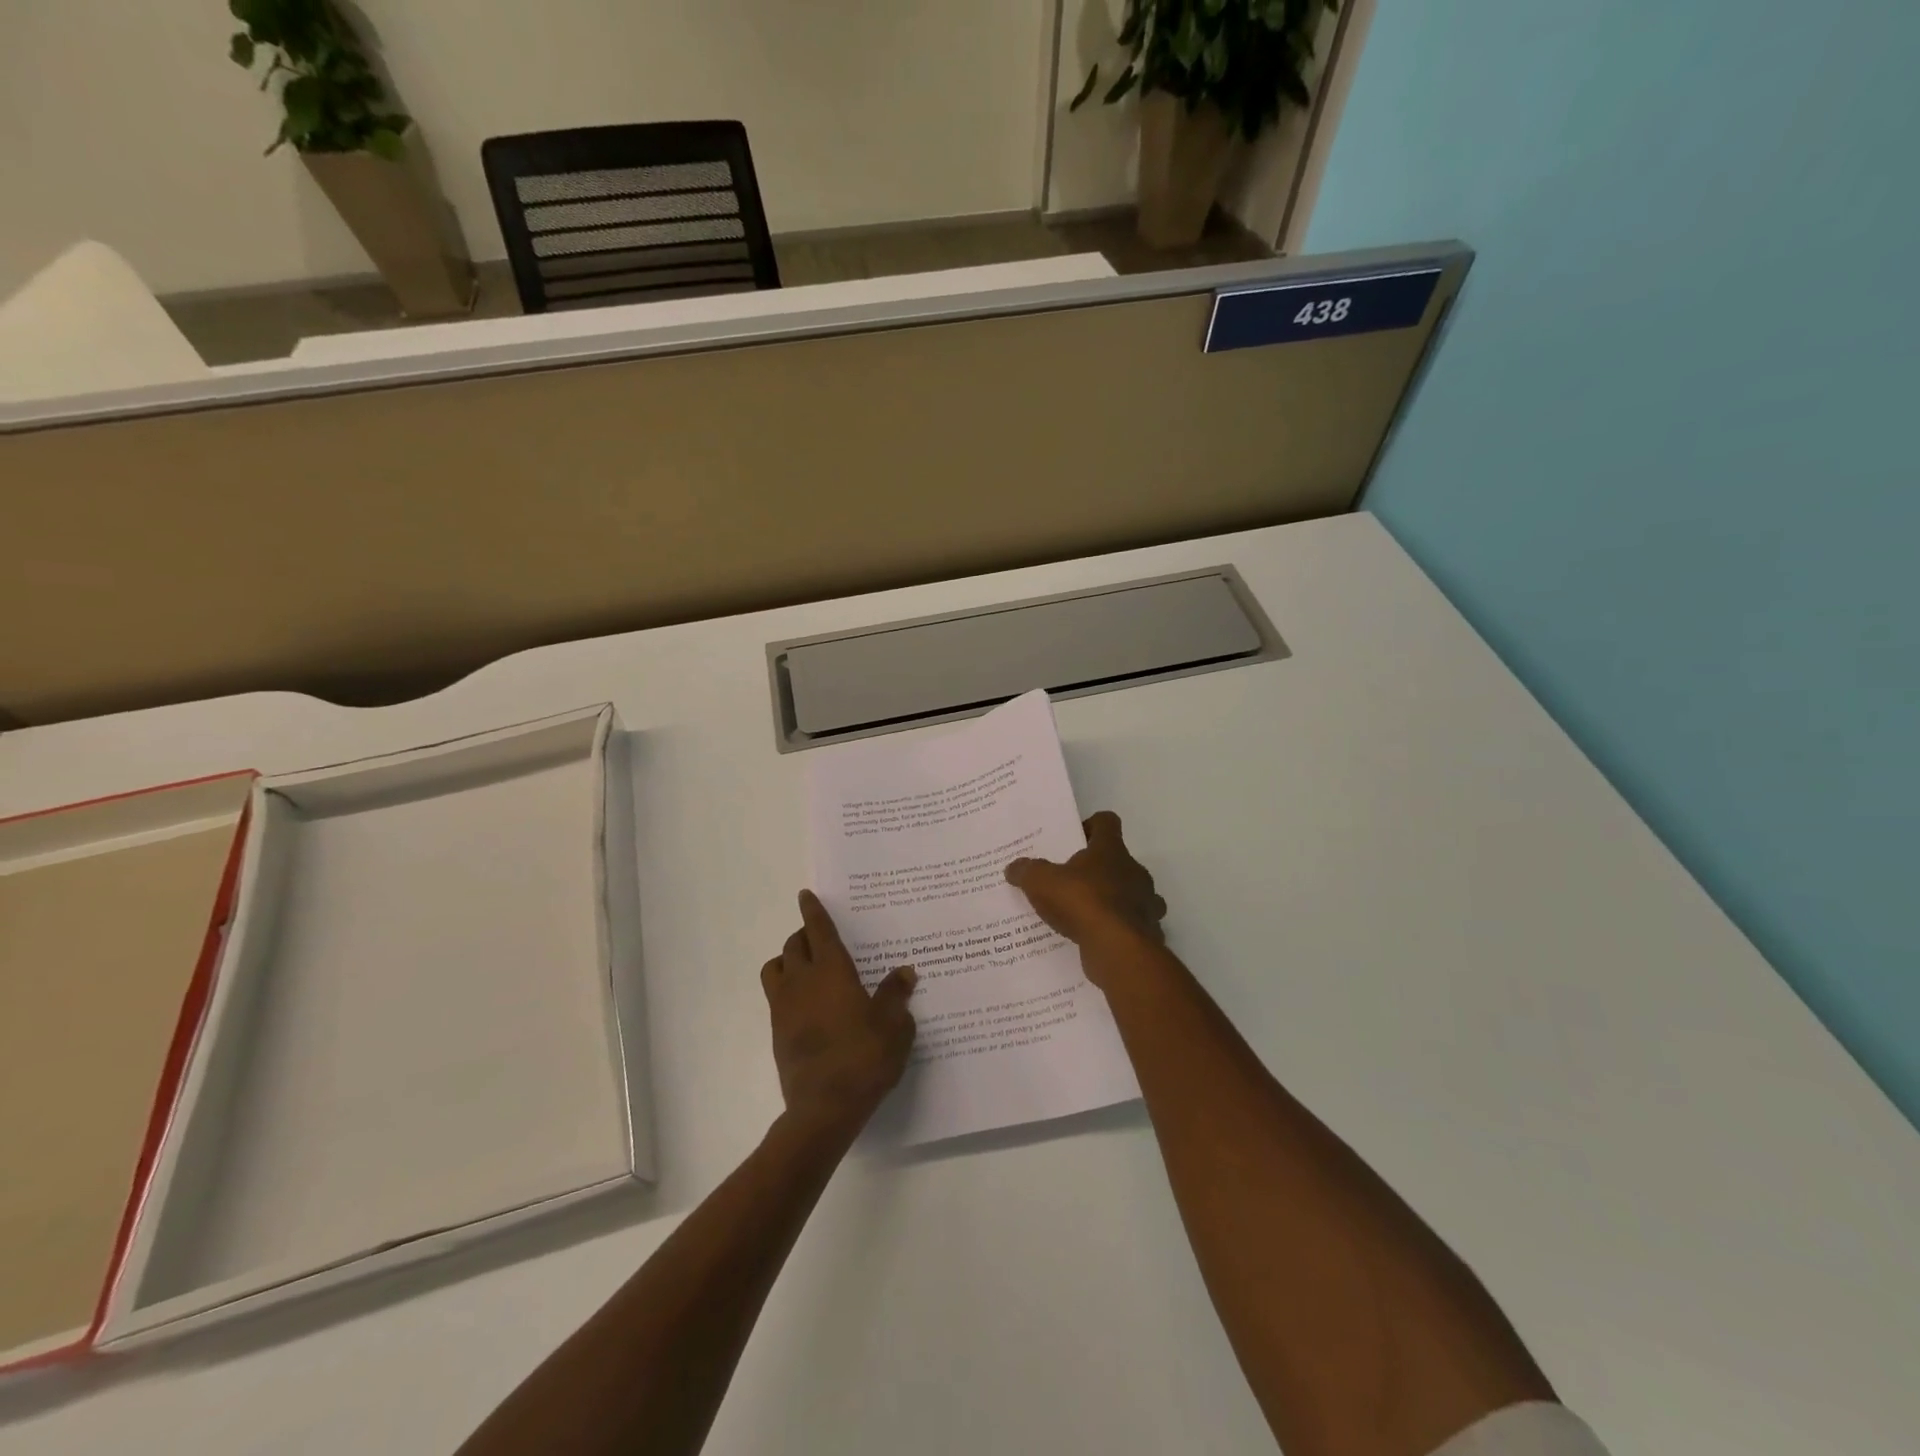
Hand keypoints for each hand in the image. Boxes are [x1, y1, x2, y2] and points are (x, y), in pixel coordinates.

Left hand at [762, 890, 916, 1140]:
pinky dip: (788, 989)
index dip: (813, 910)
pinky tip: (809, 1004)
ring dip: (789, 959)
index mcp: (832, 971)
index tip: (806, 895)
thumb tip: (905, 972)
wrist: (824, 1107)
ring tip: (807, 967)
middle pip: (794, 945)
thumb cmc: (864, 1058)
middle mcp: (803, 981)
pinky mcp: (777, 1032)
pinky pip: (777, 996)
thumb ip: (897, 995)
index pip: (818, 930)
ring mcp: (785, 1007)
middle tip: (821, 937)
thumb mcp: (894, 1025)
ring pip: (776, 967)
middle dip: (804, 934)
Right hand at [1004, 811, 1167, 987]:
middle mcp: (1134, 870)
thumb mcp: (1041, 882)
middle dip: (1097, 870)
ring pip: (1131, 893)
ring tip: (1085, 913)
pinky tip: (1098, 938)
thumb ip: (1027, 871)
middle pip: (1118, 861)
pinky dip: (1118, 928)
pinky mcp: (1148, 931)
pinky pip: (1132, 924)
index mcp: (1110, 850)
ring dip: (1113, 900)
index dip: (1091, 825)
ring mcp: (1145, 901)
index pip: (1107, 822)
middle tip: (1071, 881)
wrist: (1118, 948)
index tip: (1075, 838)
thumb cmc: (1081, 902)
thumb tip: (1013, 867)